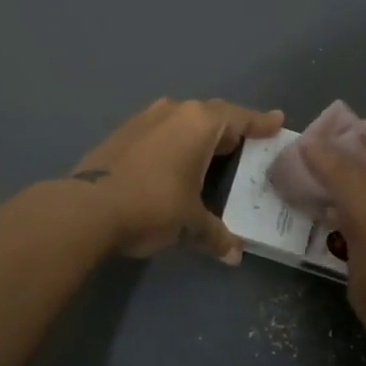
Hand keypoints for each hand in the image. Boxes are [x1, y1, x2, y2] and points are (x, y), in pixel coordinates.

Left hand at [69, 98, 285, 263]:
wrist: (87, 208)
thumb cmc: (152, 205)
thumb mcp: (190, 224)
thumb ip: (215, 235)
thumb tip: (234, 255)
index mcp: (200, 123)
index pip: (240, 118)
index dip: (261, 122)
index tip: (278, 121)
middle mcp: (175, 111)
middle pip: (213, 114)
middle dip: (231, 128)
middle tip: (248, 141)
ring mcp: (146, 118)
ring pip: (184, 118)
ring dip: (200, 133)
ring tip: (213, 151)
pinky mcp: (124, 131)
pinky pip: (163, 129)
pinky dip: (176, 140)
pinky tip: (175, 160)